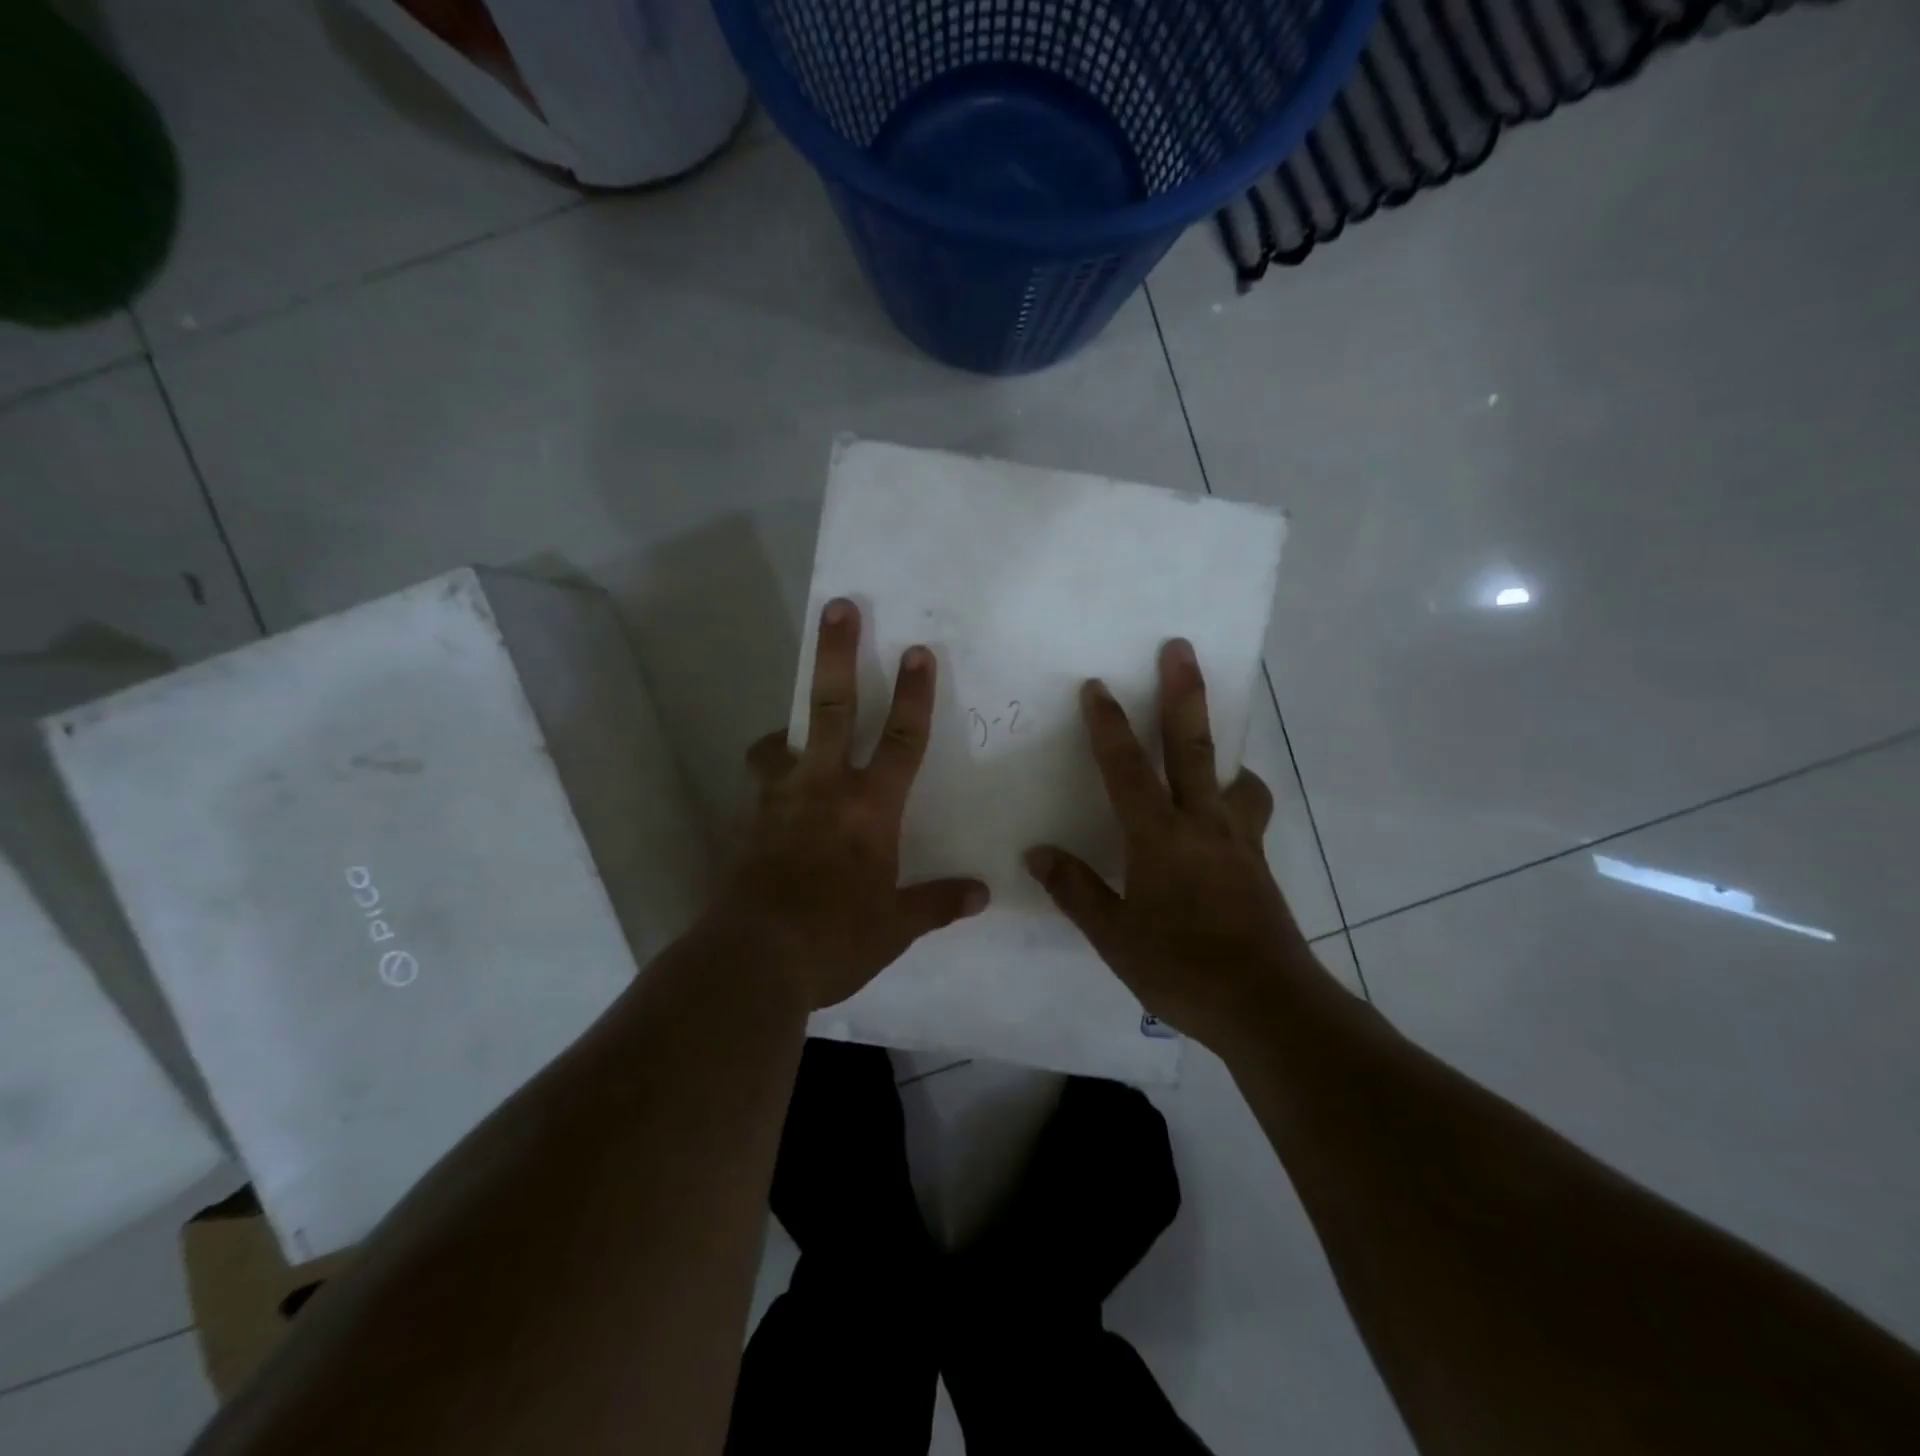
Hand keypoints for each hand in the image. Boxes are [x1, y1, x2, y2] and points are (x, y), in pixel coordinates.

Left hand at [720, 598, 988, 1011]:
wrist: (753, 959)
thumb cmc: (835, 939)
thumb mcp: (894, 927)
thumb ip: (937, 904)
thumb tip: (982, 894)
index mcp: (870, 809)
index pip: (903, 740)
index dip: (915, 695)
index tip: (918, 650)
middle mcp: (824, 789)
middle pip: (832, 707)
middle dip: (838, 654)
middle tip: (838, 608)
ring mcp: (778, 801)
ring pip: (780, 742)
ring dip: (788, 728)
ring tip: (790, 736)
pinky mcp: (746, 822)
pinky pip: (760, 786)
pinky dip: (770, 781)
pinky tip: (775, 803)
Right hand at [1023, 639, 1316, 1051]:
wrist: (1268, 1006)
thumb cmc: (1182, 969)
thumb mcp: (1115, 937)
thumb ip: (1076, 890)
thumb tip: (1037, 852)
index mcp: (1159, 838)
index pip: (1127, 769)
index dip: (1108, 726)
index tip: (1096, 685)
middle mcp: (1203, 825)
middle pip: (1193, 747)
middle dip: (1183, 694)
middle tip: (1181, 648)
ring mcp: (1238, 841)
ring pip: (1234, 778)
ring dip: (1223, 751)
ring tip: (1212, 748)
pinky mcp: (1259, 862)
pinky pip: (1248, 813)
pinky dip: (1238, 798)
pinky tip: (1224, 817)